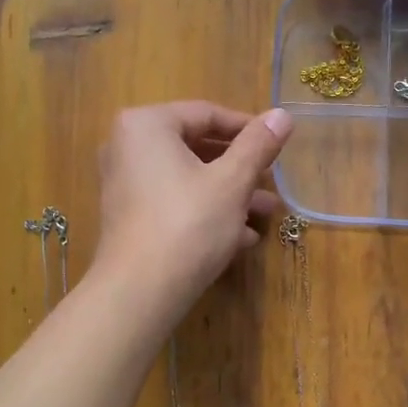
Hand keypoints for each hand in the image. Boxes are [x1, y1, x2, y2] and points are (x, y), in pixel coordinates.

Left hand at [92, 101, 293, 317]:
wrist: (140, 291)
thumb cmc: (189, 224)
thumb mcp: (232, 182)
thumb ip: (257, 145)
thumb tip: (282, 114)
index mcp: (147, 125)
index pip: (207, 114)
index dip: (248, 129)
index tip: (278, 144)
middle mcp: (127, 147)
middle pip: (196, 147)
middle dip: (240, 168)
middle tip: (273, 181)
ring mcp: (125, 184)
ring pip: (188, 179)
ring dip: (229, 194)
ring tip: (267, 213)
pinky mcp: (129, 217)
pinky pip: (174, 202)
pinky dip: (206, 212)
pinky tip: (240, 238)